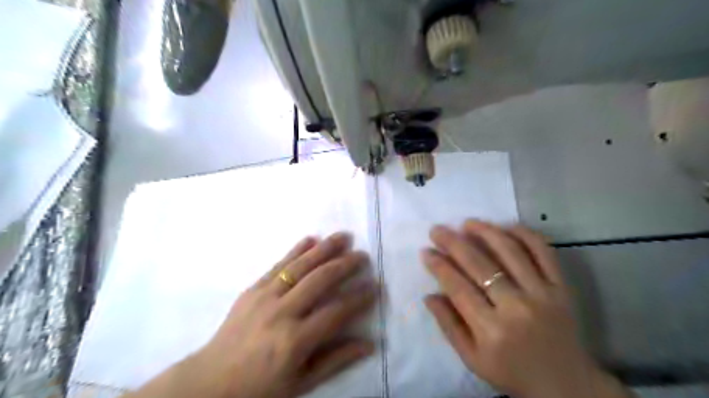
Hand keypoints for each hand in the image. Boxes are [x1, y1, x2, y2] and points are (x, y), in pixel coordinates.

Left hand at [129, 233, 378, 397]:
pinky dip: (296, 250)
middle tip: (363, 255)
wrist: (210, 381)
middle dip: (345, 265)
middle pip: (320, 280)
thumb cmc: (260, 387)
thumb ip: (336, 361)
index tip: (375, 286)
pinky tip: (311, 238)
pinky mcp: (252, 289)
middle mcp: (282, 313)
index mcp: (295, 340)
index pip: (336, 311)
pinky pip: (278, 264)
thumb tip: (370, 344)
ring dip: (324, 248)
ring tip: (343, 236)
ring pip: (300, 265)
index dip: (358, 297)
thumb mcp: (301, 383)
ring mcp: (265, 297)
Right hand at [419, 221, 630, 397]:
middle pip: (479, 265)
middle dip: (453, 243)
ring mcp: (542, 293)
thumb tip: (429, 295)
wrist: (567, 384)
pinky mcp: (562, 287)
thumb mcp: (472, 359)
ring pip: (510, 251)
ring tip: (467, 223)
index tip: (426, 251)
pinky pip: (543, 252)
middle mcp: (516, 307)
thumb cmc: (512, 372)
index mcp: (491, 330)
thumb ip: (449, 326)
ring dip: (485, 232)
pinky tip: (505, 226)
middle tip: (437, 230)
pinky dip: (524, 234)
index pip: (458, 287)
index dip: (439, 266)